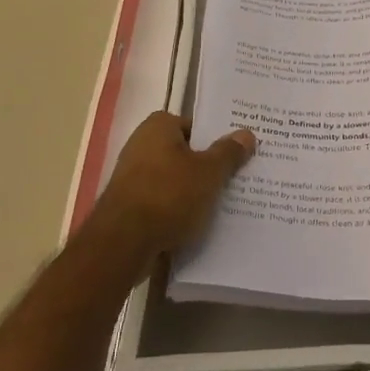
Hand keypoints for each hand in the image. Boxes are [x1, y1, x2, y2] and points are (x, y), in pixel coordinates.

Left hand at [88, 112, 254, 265]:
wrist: (123, 245)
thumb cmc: (169, 196)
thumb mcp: (209, 172)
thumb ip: (229, 152)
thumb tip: (247, 133)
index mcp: (158, 127)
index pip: (195, 125)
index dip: (215, 138)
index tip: (235, 153)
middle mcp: (141, 146)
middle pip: (184, 153)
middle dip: (207, 166)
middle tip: (235, 178)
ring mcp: (132, 178)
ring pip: (174, 180)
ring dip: (193, 191)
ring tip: (223, 204)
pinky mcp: (129, 207)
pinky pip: (163, 203)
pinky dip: (178, 210)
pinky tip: (199, 223)